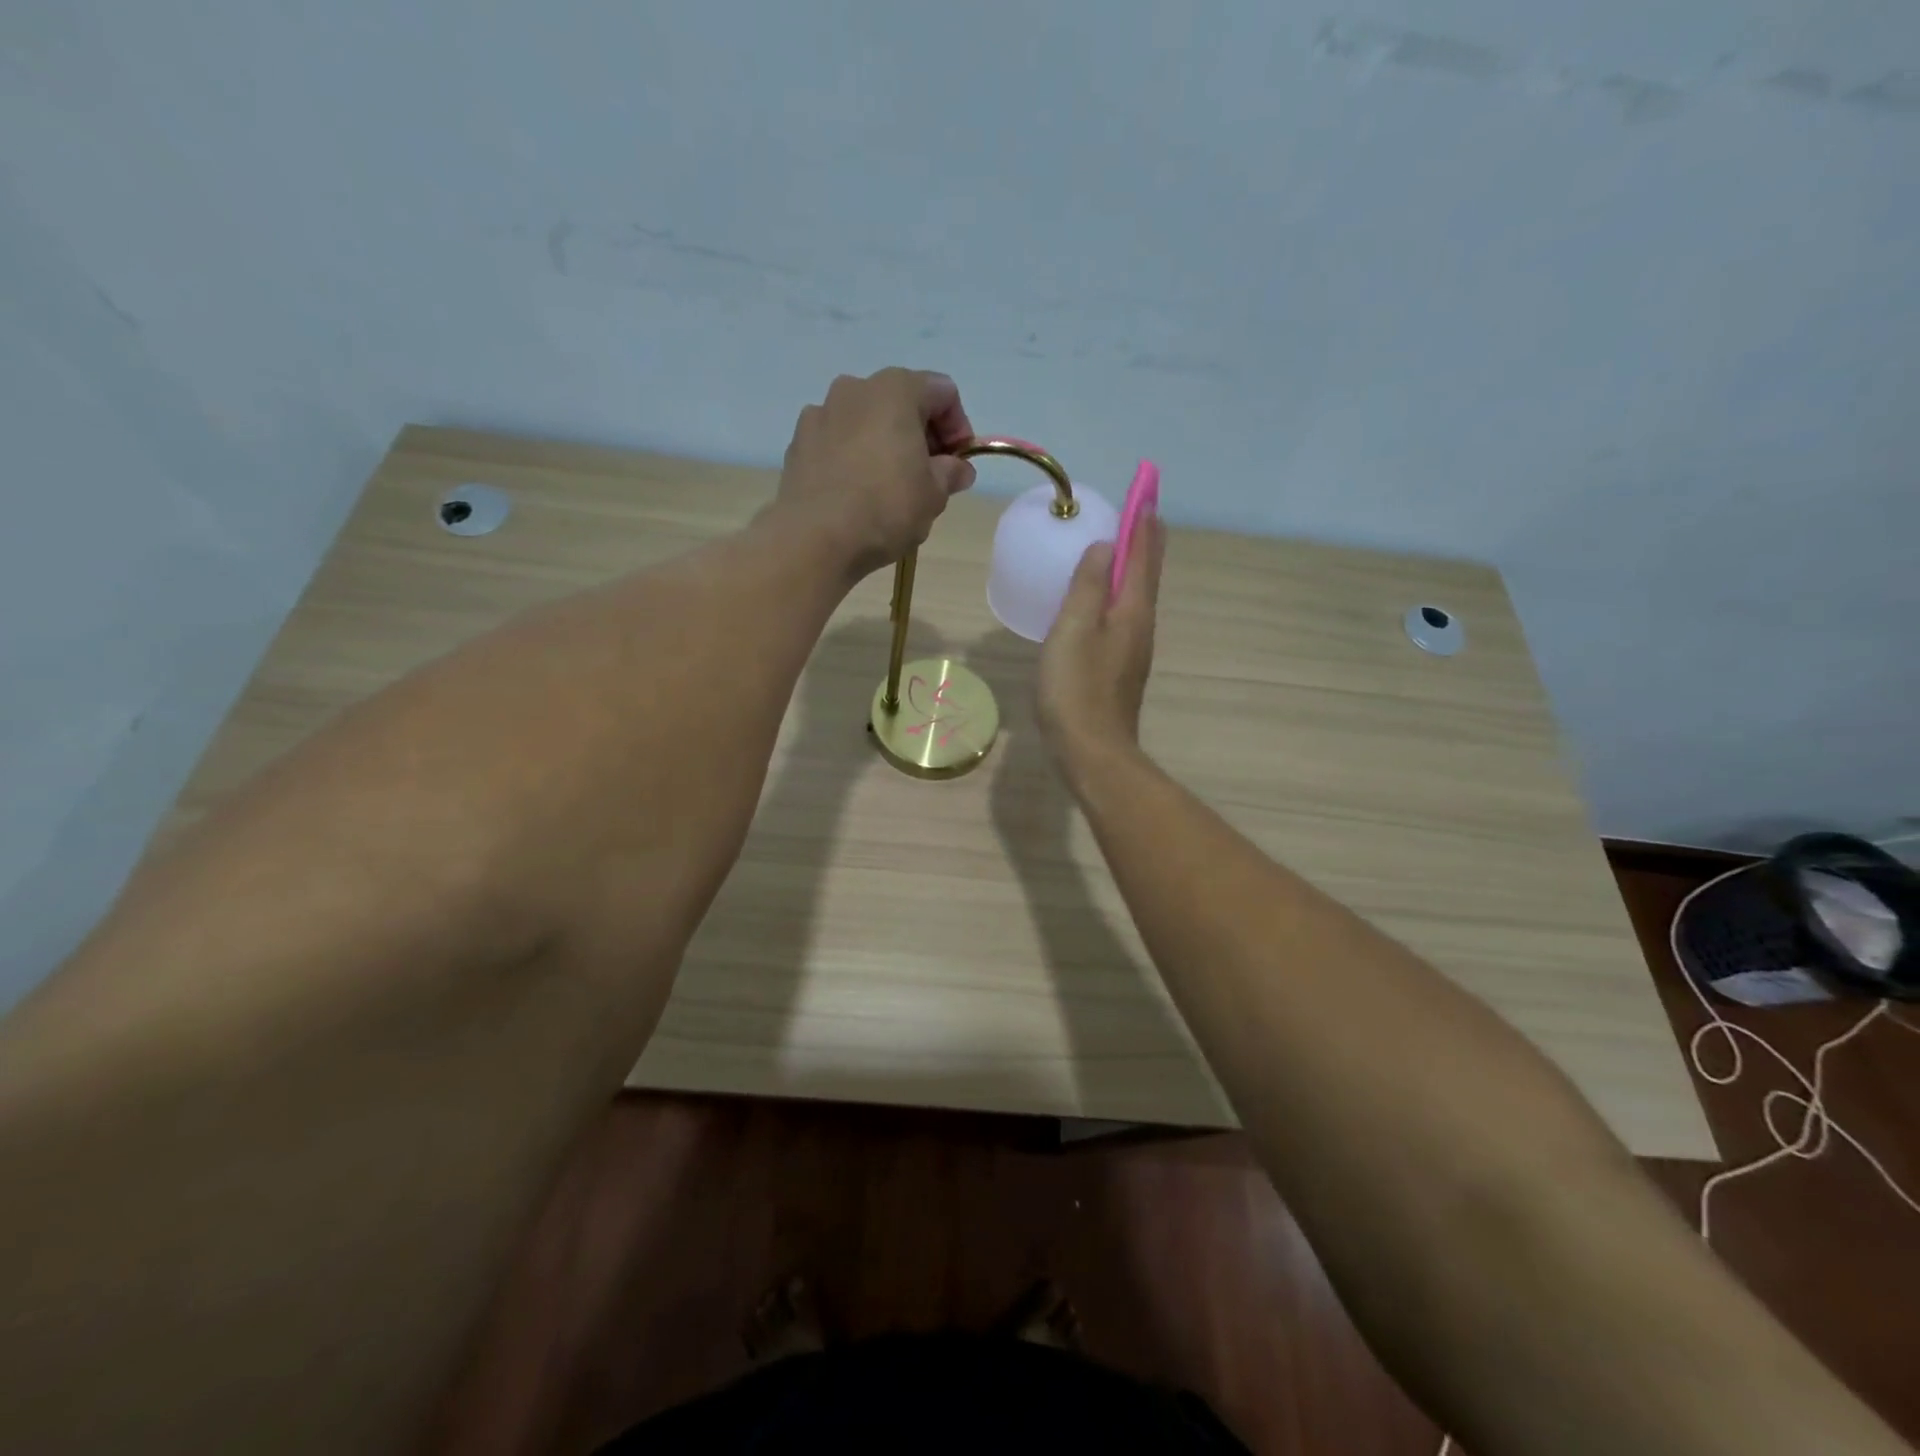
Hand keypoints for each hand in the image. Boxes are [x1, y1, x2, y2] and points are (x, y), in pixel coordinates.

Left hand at [772, 368, 977, 578]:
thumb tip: (958, 469)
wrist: (814, 538)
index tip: (959, 464)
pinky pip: (837, 442)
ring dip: (885, 444)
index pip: (943, 392)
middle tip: (929, 476)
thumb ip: (950, 474)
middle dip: (921, 435)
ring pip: (866, 421)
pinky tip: (857, 493)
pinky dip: (853, 457)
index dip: (959, 427)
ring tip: (890, 486)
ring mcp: (820, 413)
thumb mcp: (933, 495)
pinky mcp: (798, 443)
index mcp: (895, 389)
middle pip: (901, 401)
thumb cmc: (885, 508)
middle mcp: (854, 388)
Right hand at [1036, 512, 1165, 767]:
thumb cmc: (1077, 689)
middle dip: (1146, 541)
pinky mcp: (1120, 669)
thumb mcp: (1074, 630)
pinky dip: (1119, 594)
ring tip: (1124, 546)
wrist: (1092, 752)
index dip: (1142, 522)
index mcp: (1131, 611)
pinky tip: (1102, 601)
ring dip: (1134, 566)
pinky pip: (1123, 616)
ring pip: (1137, 596)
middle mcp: (1140, 626)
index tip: (1145, 491)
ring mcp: (1133, 650)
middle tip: (1143, 511)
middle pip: (1147, 574)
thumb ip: (1088, 586)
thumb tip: (1106, 547)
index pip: (1142, 555)